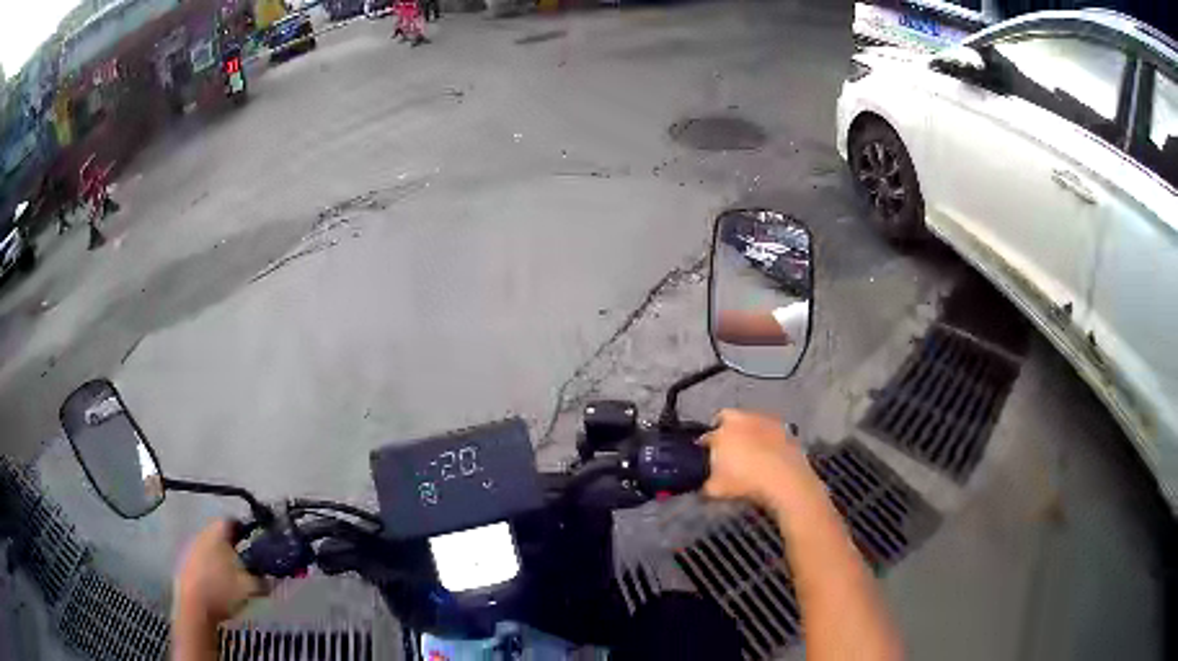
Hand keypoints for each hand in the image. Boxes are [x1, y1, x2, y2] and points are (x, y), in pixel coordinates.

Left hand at [173, 520, 266, 626]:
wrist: (194, 607)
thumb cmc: (223, 591)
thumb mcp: (250, 588)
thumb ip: (263, 580)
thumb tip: (273, 578)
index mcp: (217, 533)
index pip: (232, 521)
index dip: (245, 530)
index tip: (255, 542)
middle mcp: (202, 534)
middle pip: (219, 533)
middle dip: (232, 545)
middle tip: (246, 560)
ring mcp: (190, 548)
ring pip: (209, 546)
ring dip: (220, 556)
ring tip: (232, 574)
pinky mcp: (185, 563)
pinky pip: (201, 558)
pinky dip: (210, 566)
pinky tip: (218, 583)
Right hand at [701, 409, 820, 507]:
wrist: (784, 480)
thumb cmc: (745, 483)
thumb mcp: (715, 490)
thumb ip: (706, 485)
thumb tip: (705, 486)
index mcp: (720, 433)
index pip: (705, 437)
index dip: (703, 448)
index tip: (705, 457)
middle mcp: (740, 420)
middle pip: (726, 418)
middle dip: (724, 428)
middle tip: (727, 446)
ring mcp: (764, 420)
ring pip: (750, 421)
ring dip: (748, 430)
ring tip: (750, 449)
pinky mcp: (784, 427)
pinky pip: (770, 429)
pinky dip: (767, 437)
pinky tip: (769, 453)